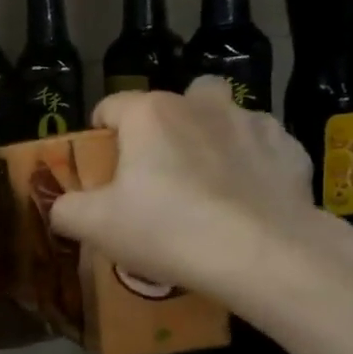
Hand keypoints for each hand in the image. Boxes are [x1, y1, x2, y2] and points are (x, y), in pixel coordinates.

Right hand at [49, 81, 333, 299]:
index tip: (101, 165)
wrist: (262, 255)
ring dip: (212, 137)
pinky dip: (252, 164)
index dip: (99, 132)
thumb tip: (61, 207)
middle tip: (159, 168)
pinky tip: (246, 199)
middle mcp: (200, 105)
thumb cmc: (167, 229)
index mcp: (149, 114)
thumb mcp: (94, 226)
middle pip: (176, 99)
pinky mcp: (291, 151)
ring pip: (224, 116)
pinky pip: (263, 147)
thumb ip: (66, 209)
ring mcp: (251, 123)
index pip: (110, 106)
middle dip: (166, 124)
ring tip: (207, 181)